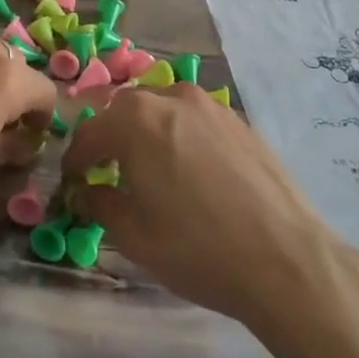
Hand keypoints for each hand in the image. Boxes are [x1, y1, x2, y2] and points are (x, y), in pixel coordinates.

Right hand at [63, 85, 351, 332]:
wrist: (287, 260)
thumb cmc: (198, 248)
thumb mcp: (134, 235)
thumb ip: (100, 203)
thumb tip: (86, 191)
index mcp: (136, 120)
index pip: (91, 133)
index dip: (76, 158)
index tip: (71, 180)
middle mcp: (172, 98)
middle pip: (126, 112)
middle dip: (112, 139)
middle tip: (108, 173)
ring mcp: (211, 106)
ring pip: (164, 110)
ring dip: (148, 133)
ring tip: (151, 170)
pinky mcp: (241, 122)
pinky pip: (196, 120)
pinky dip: (181, 136)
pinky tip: (192, 172)